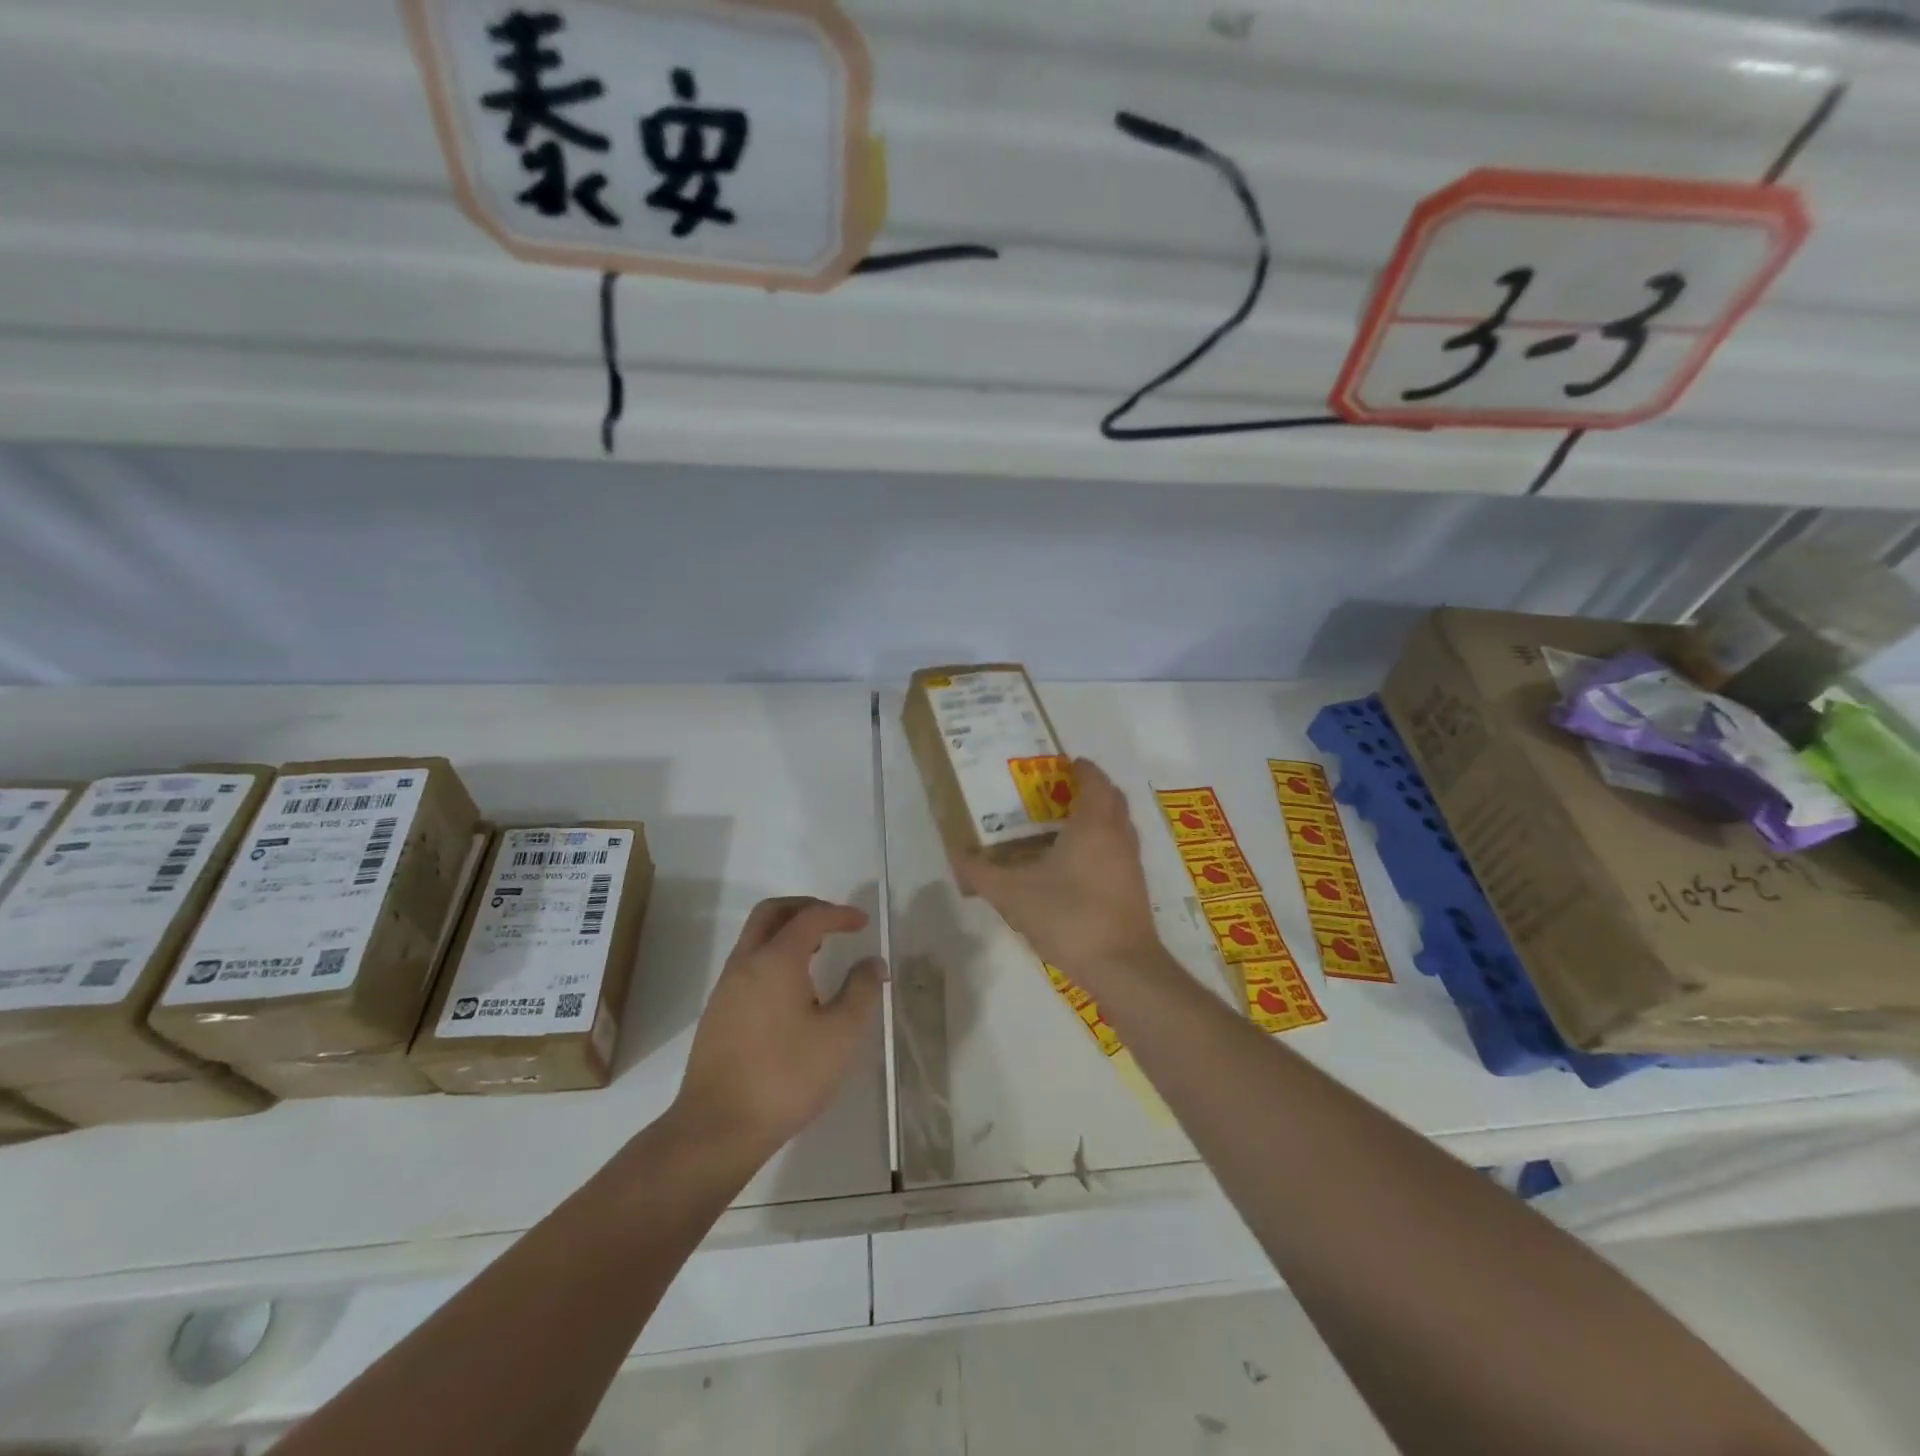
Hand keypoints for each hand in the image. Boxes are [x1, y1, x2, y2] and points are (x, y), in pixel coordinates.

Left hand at [672, 897, 884, 1165]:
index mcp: (776, 960)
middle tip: (833, 921)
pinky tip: (792, 990)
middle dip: (805, 908)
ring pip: (755, 938)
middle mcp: (746, 963)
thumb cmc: (786, 1076)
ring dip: (786, 932)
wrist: (717, 1128)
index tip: (862, 923)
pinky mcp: (717, 1013)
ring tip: (818, 952)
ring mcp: (726, 988)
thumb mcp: (840, 1035)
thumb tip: (873, 962)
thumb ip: (861, 991)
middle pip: (771, 913)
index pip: (810, 918)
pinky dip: (773, 956)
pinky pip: (747, 964)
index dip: (839, 914)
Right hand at [956, 758, 1168, 997]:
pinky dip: (1100, 843)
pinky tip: (1074, 865)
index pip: (1094, 779)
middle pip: (1111, 798)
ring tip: (1061, 826)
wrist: (1121, 966)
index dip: (1079, 767)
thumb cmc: (1068, 916)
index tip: (1059, 765)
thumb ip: (981, 872)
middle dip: (1088, 789)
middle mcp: (1118, 835)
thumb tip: (957, 854)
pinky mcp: (1134, 887)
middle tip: (1056, 793)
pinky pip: (1118, 850)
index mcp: (1094, 823)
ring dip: (1097, 817)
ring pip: (1118, 825)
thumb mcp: (1012, 893)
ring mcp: (1131, 862)